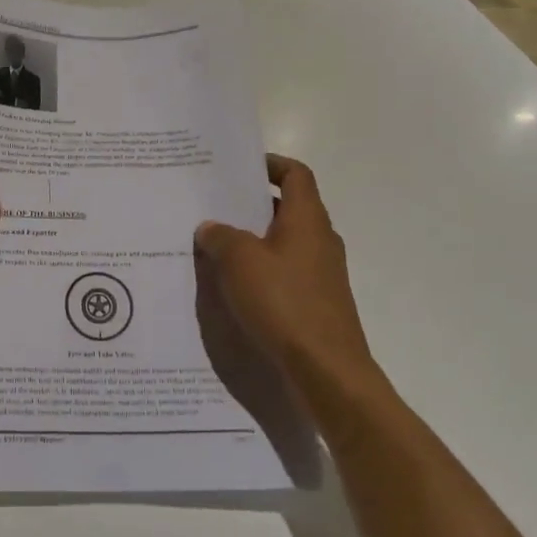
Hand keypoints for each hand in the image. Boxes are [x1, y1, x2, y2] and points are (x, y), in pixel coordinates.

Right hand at [195, 155, 377, 398]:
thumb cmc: (284, 303)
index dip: (270, 164)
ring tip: (214, 246)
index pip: (296, 174)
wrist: (327, 372)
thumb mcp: (240, 262)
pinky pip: (284, 274)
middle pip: (287, 208)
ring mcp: (321, 274)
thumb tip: (210, 228)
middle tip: (213, 206)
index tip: (240, 168)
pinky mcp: (317, 304)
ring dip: (252, 241)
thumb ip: (221, 237)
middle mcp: (319, 241)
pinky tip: (232, 287)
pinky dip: (260, 271)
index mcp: (307, 220)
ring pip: (283, 243)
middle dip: (251, 205)